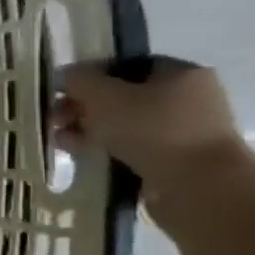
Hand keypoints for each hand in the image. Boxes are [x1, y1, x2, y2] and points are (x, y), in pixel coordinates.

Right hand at [53, 58, 253, 198]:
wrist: (198, 187)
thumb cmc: (152, 129)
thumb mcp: (104, 96)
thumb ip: (80, 80)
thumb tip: (66, 75)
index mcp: (180, 74)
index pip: (125, 66)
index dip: (89, 76)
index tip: (61, 91)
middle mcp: (187, 100)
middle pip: (122, 97)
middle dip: (84, 107)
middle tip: (56, 119)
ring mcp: (183, 133)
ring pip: (123, 125)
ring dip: (89, 130)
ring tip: (61, 141)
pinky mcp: (175, 163)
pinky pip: (131, 149)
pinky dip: (105, 150)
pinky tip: (80, 156)